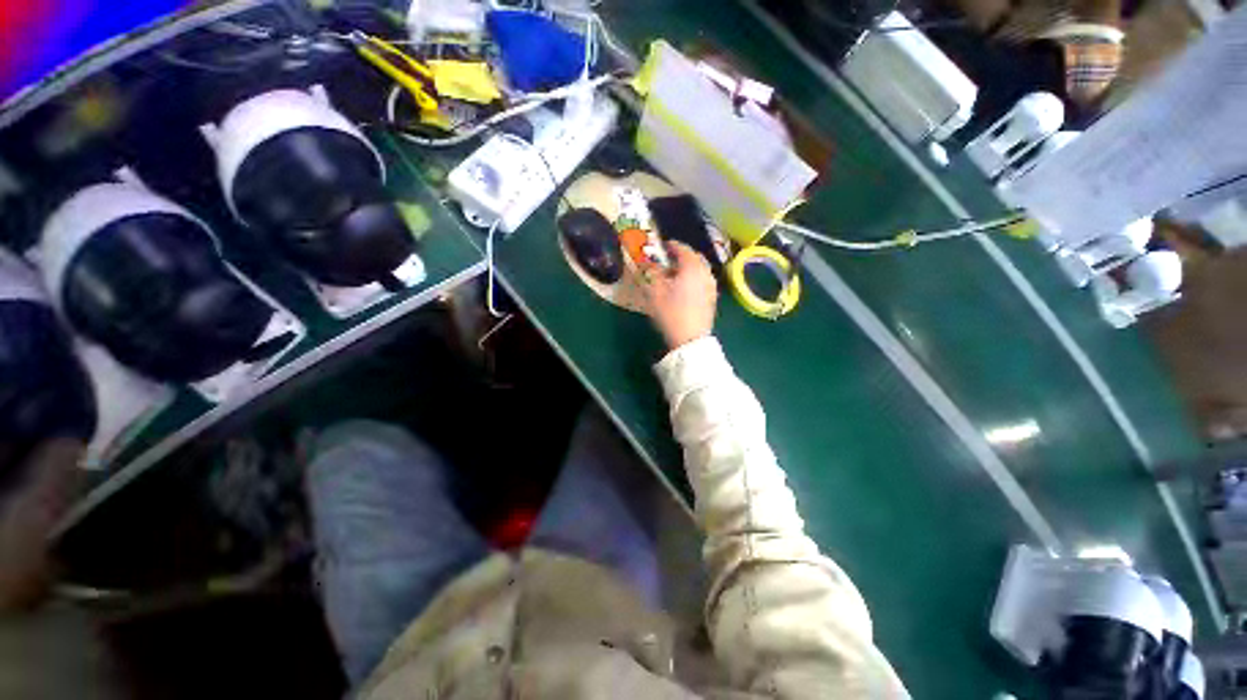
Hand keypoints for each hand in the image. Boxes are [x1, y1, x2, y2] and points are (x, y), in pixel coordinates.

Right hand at [642, 242, 717, 350]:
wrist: (690, 339)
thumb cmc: (671, 313)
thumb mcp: (655, 292)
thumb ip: (651, 273)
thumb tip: (648, 263)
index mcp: (692, 267)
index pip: (682, 248)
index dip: (671, 245)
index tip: (661, 246)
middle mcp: (705, 272)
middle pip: (695, 257)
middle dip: (682, 255)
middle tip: (668, 259)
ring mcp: (711, 286)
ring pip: (700, 269)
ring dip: (689, 267)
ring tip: (675, 274)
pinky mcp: (713, 298)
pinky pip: (703, 280)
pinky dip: (694, 278)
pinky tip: (685, 287)